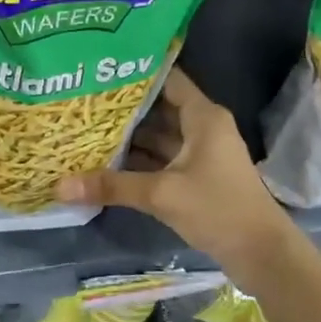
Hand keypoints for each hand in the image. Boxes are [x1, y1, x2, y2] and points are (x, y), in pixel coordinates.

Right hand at [56, 69, 292, 271]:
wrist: (261, 253)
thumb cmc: (218, 208)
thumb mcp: (162, 194)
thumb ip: (112, 186)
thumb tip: (59, 186)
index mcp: (202, 116)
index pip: (167, 80)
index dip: (137, 73)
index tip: (100, 68)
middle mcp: (201, 128)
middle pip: (158, 109)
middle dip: (123, 108)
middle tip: (82, 100)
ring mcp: (199, 154)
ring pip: (157, 137)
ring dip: (127, 137)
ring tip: (85, 128)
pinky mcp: (195, 178)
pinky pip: (160, 160)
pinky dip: (137, 161)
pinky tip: (105, 162)